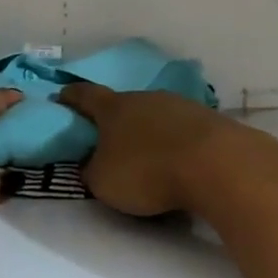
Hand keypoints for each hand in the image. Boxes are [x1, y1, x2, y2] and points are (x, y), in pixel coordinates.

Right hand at [58, 84, 275, 217]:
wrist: (215, 163)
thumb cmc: (147, 170)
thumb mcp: (104, 181)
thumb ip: (92, 171)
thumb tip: (91, 165)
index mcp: (113, 108)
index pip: (85, 96)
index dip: (71, 97)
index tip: (61, 96)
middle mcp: (144, 98)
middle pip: (123, 105)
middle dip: (115, 120)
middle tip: (109, 139)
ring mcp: (178, 105)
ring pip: (155, 116)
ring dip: (149, 132)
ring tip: (148, 156)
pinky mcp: (208, 121)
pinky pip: (182, 131)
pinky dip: (176, 144)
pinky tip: (179, 164)